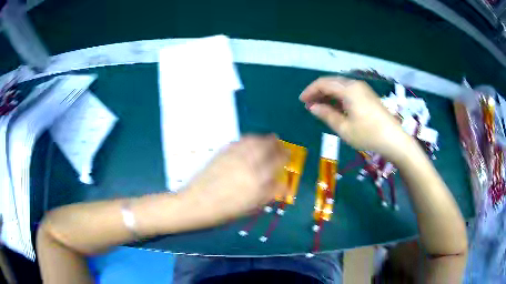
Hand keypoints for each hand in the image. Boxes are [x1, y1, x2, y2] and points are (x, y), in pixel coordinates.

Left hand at [182, 135, 288, 224]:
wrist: (197, 203)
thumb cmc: (225, 211)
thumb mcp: (251, 207)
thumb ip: (269, 194)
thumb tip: (283, 185)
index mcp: (258, 181)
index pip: (278, 163)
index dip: (285, 157)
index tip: (288, 157)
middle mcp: (249, 165)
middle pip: (268, 147)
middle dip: (277, 145)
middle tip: (280, 145)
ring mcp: (235, 156)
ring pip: (255, 141)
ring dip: (265, 139)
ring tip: (270, 139)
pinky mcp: (223, 152)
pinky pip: (240, 141)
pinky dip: (250, 138)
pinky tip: (252, 140)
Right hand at [300, 76, 413, 161]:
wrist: (395, 139)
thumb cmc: (368, 135)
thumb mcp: (344, 128)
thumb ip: (326, 115)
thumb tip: (312, 107)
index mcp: (348, 89)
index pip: (323, 83)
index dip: (310, 91)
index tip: (302, 101)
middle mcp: (355, 84)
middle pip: (331, 82)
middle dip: (318, 91)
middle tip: (309, 104)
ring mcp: (363, 89)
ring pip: (340, 86)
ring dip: (328, 94)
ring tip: (319, 107)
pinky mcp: (368, 95)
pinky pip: (348, 91)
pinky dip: (338, 97)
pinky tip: (335, 107)